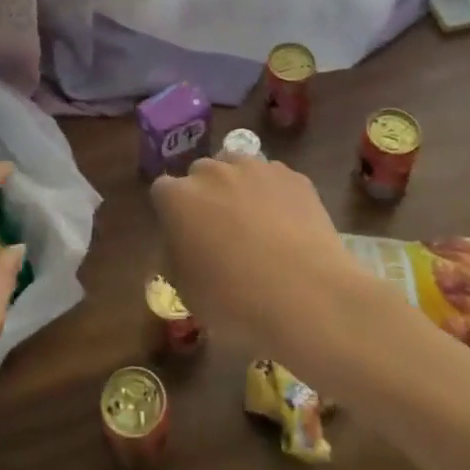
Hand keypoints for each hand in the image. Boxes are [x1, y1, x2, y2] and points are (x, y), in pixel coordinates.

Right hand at [150, 154, 371, 353]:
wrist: (308, 297)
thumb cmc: (235, 302)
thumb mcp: (186, 291)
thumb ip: (176, 256)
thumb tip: (182, 244)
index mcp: (178, 198)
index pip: (162, 191)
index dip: (172, 213)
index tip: (183, 236)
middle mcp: (213, 171)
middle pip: (200, 173)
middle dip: (204, 195)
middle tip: (219, 231)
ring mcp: (256, 168)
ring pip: (237, 168)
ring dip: (238, 188)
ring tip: (255, 224)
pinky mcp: (292, 176)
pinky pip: (273, 178)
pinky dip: (274, 195)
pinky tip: (287, 226)